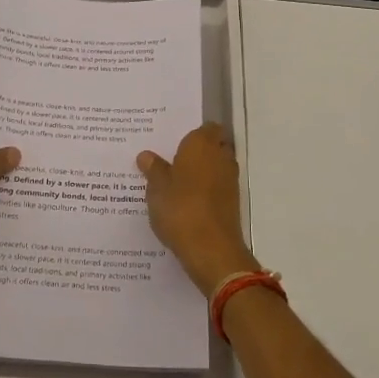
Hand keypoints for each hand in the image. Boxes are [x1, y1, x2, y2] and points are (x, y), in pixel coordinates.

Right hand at [137, 123, 255, 294]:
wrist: (211, 250)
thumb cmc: (181, 209)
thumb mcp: (157, 188)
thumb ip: (153, 169)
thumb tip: (146, 155)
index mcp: (202, 144)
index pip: (206, 127)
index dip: (193, 133)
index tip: (174, 140)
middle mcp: (221, 157)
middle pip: (212, 146)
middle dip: (196, 152)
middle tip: (170, 160)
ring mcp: (230, 181)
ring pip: (215, 168)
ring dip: (201, 173)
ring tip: (174, 182)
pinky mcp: (232, 203)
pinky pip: (217, 188)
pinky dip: (205, 191)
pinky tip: (185, 202)